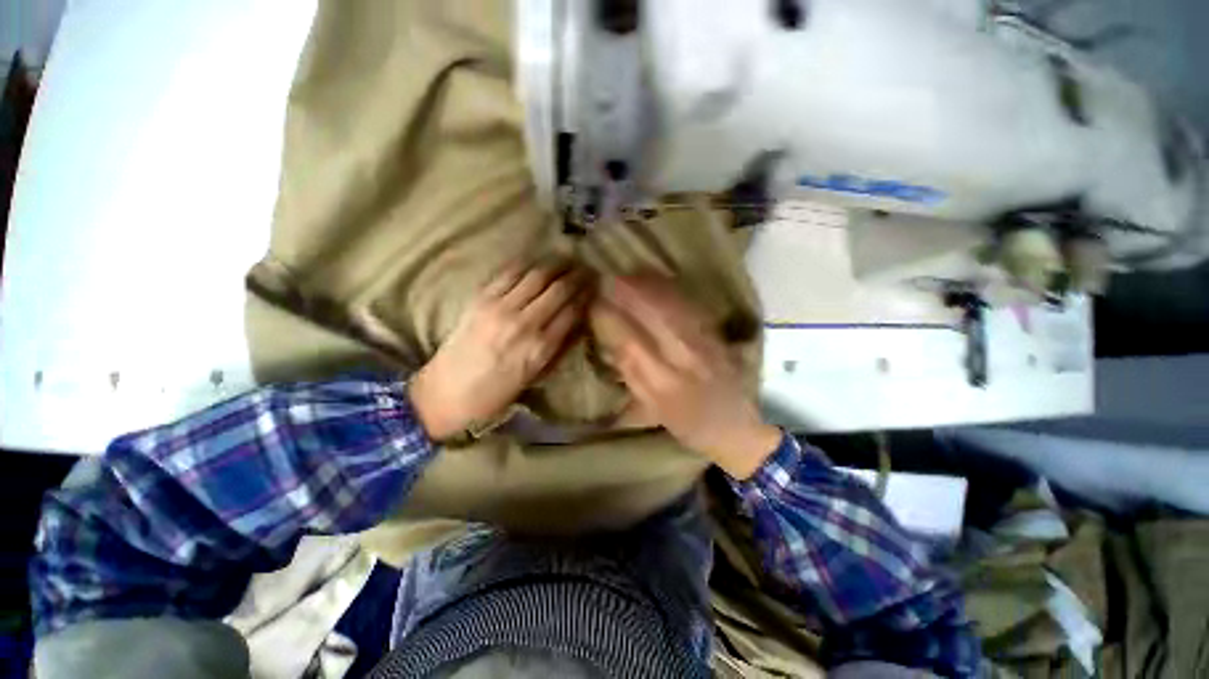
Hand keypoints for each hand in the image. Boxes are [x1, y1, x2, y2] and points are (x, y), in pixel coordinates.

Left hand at [409, 264, 590, 440]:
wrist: (445, 393)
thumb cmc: (495, 393)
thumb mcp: (535, 377)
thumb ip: (558, 348)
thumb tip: (577, 323)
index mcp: (541, 348)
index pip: (572, 311)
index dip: (586, 295)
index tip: (594, 285)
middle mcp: (525, 323)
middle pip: (558, 289)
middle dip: (576, 275)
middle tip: (585, 267)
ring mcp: (501, 308)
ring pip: (536, 276)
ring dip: (555, 264)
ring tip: (565, 258)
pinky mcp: (481, 299)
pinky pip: (509, 273)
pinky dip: (526, 264)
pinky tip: (535, 261)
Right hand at [592, 275, 780, 478]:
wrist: (738, 428)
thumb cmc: (691, 427)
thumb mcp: (655, 412)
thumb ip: (634, 379)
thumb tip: (616, 346)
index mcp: (665, 384)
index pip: (631, 343)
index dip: (612, 320)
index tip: (596, 304)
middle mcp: (685, 359)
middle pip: (654, 317)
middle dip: (629, 294)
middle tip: (608, 278)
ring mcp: (704, 343)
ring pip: (673, 307)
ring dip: (649, 287)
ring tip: (628, 274)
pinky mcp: (716, 335)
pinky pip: (690, 306)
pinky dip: (671, 290)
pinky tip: (658, 281)